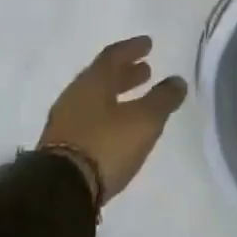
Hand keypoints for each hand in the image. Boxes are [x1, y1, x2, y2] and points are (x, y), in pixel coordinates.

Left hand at [39, 36, 187, 205]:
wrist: (59, 192)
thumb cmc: (105, 145)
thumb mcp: (144, 121)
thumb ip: (162, 99)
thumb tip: (177, 81)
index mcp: (93, 81)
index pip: (114, 55)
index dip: (132, 48)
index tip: (148, 44)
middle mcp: (75, 95)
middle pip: (102, 77)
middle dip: (125, 73)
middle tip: (146, 71)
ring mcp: (64, 121)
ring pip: (94, 99)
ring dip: (116, 95)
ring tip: (135, 101)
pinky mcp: (60, 147)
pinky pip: (87, 120)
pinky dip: (106, 116)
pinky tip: (117, 128)